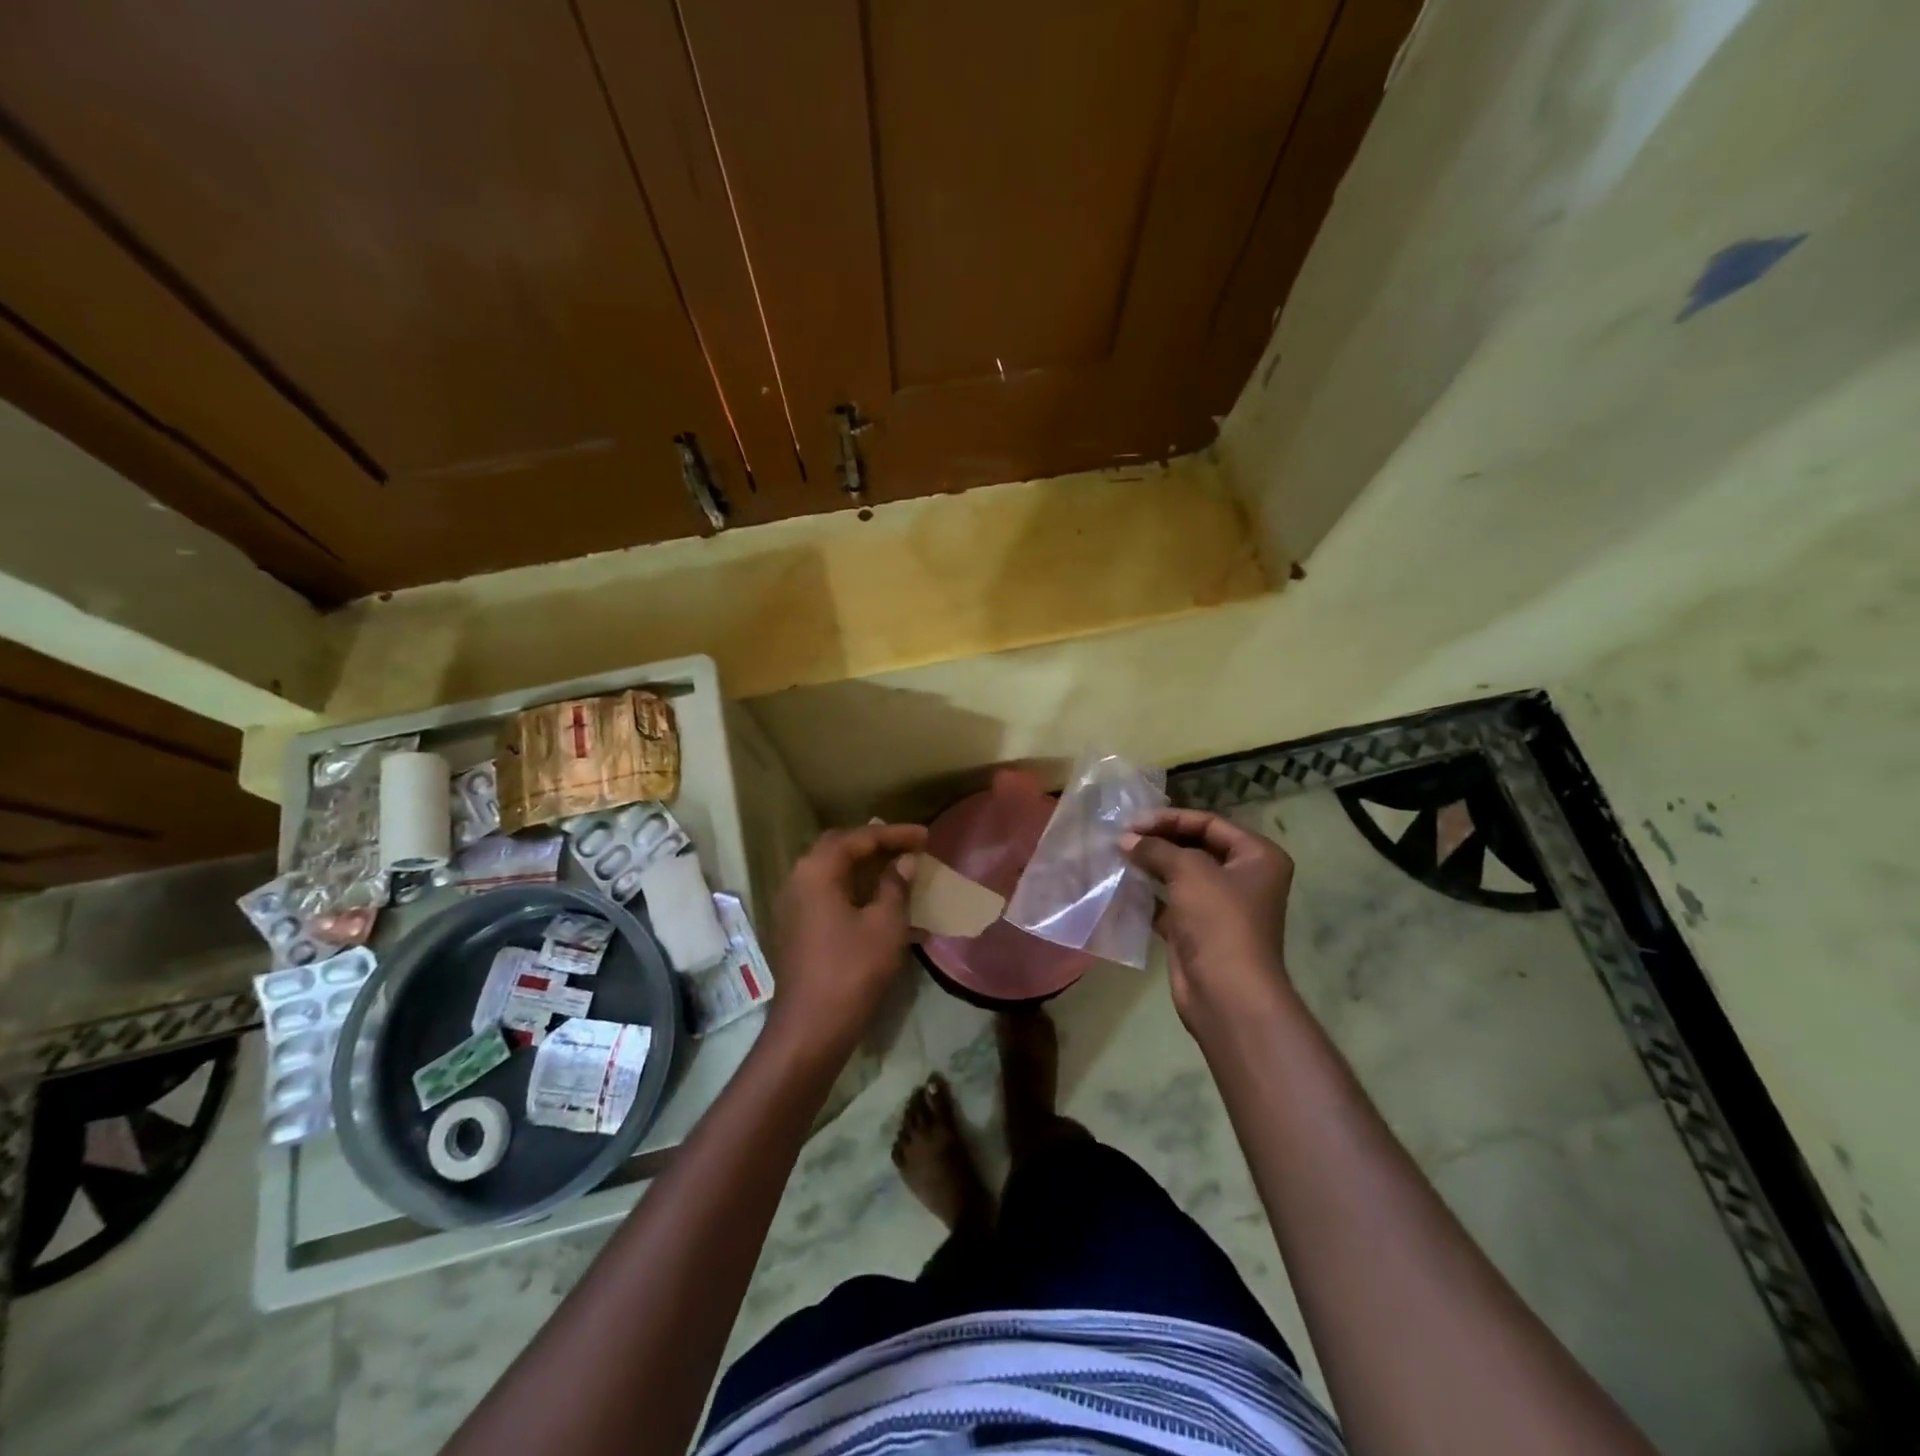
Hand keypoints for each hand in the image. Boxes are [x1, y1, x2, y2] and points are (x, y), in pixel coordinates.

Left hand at [768, 822, 926, 1059]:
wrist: (811, 1027)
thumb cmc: (852, 970)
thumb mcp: (885, 924)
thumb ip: (896, 885)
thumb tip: (905, 861)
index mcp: (817, 870)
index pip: (859, 838)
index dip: (894, 834)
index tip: (926, 836)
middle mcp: (799, 880)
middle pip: (840, 849)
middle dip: (876, 845)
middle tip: (908, 846)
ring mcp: (794, 906)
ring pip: (835, 875)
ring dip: (867, 870)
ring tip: (901, 871)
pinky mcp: (798, 929)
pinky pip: (831, 898)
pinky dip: (858, 894)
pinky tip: (886, 908)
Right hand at [1122, 809, 1294, 1036]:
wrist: (1227, 993)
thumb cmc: (1219, 920)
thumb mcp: (1189, 871)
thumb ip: (1156, 848)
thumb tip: (1126, 839)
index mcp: (1257, 857)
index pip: (1210, 824)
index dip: (1171, 819)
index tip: (1134, 822)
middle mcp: (1244, 878)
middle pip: (1196, 847)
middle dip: (1160, 841)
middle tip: (1123, 837)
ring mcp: (1221, 906)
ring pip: (1181, 876)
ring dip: (1152, 866)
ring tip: (1119, 856)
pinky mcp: (1198, 930)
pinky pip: (1170, 903)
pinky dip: (1149, 895)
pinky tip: (1123, 886)